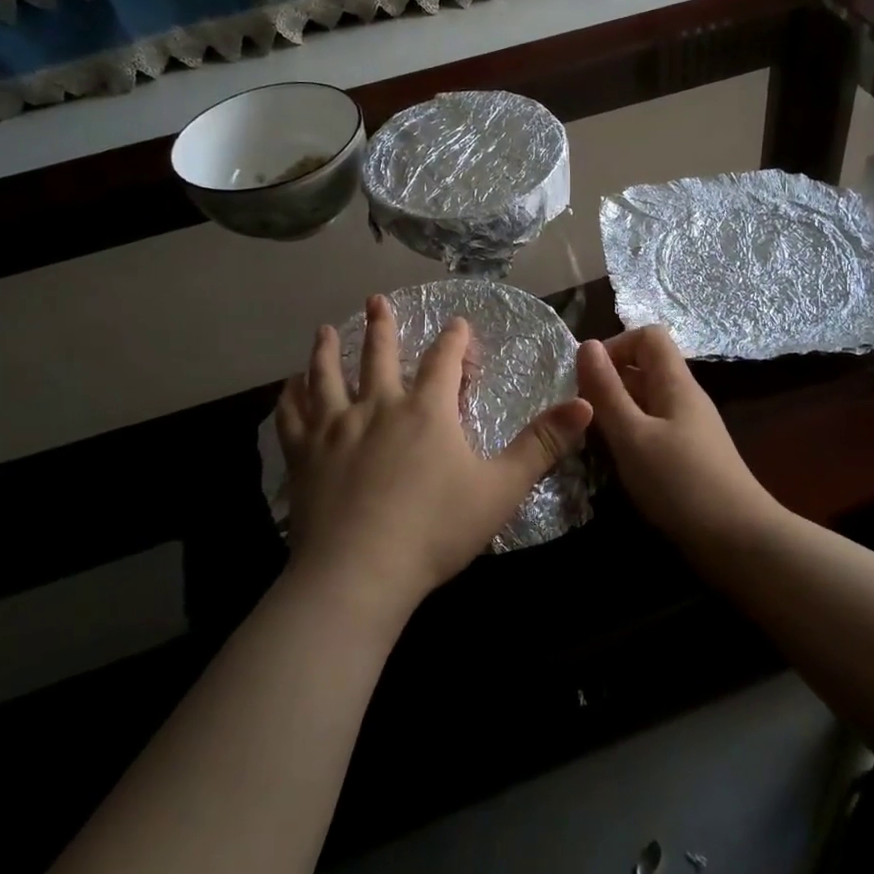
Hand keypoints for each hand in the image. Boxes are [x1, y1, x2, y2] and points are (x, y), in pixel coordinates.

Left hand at [276, 295, 593, 623]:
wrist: (359, 572)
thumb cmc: (435, 529)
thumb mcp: (501, 488)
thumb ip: (542, 445)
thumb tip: (585, 405)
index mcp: (427, 410)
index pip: (444, 360)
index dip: (454, 339)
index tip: (457, 323)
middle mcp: (379, 406)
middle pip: (379, 355)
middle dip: (382, 325)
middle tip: (376, 300)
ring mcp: (335, 428)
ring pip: (328, 376)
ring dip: (327, 350)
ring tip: (324, 330)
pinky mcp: (303, 456)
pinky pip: (292, 416)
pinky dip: (290, 397)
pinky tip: (288, 388)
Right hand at [577, 327, 777, 544]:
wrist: (740, 543)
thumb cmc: (681, 484)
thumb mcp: (633, 436)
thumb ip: (607, 391)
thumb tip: (586, 344)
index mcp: (675, 383)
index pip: (647, 336)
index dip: (615, 346)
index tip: (586, 378)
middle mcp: (683, 398)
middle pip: (644, 368)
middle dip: (607, 382)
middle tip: (578, 414)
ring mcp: (687, 429)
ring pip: (644, 402)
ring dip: (614, 413)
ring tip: (587, 439)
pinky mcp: (686, 458)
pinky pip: (651, 431)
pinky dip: (628, 438)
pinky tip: (613, 462)